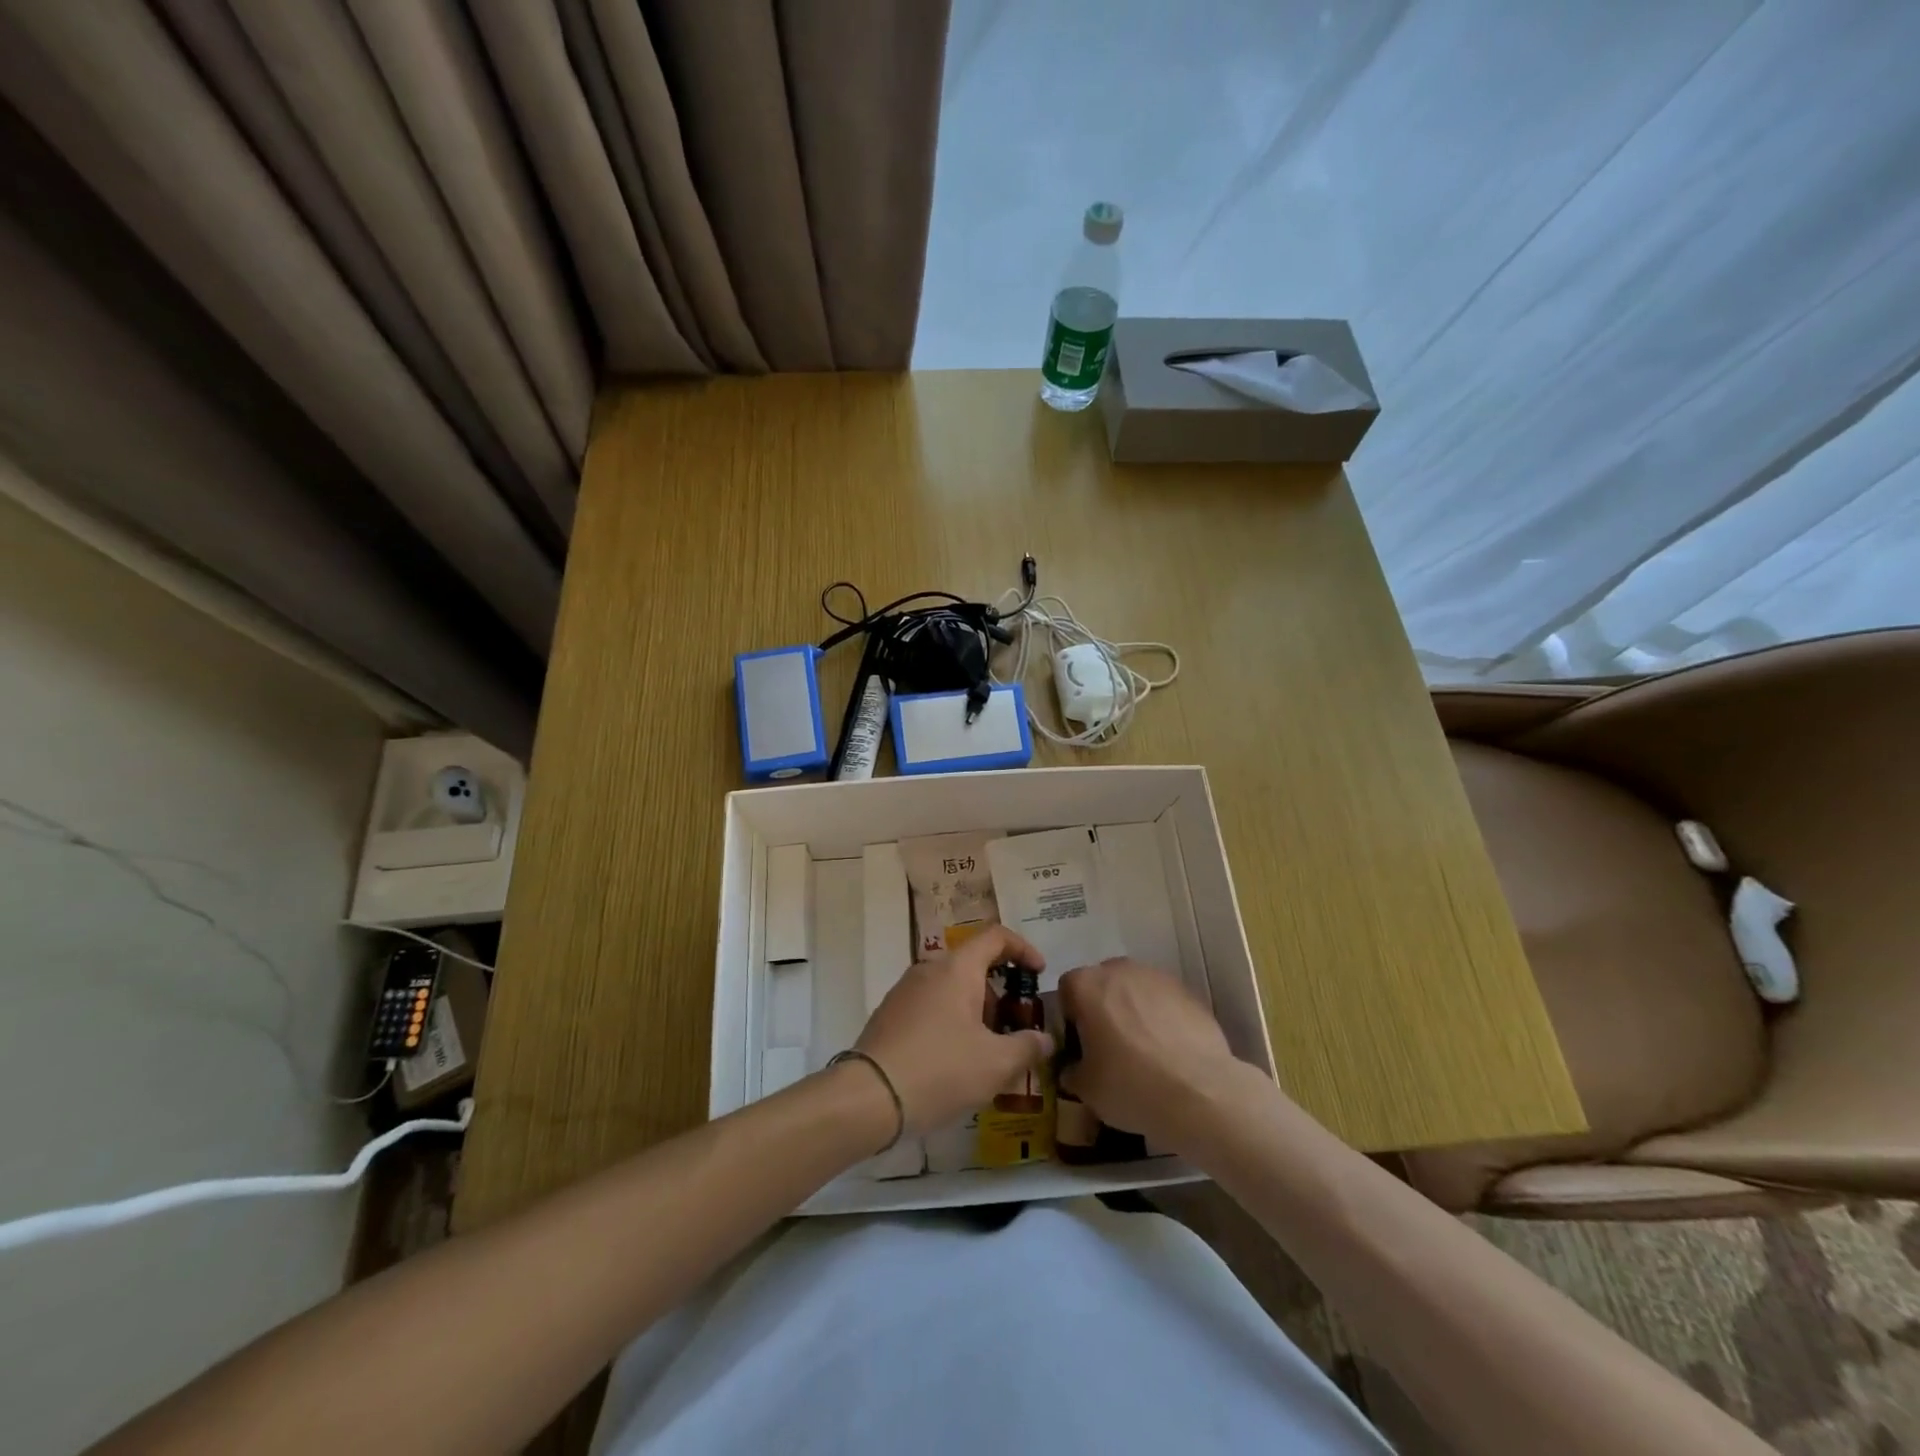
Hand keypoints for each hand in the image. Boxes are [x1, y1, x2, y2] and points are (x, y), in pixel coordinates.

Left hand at [854, 925, 1054, 1135]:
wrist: (868, 1096)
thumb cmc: (940, 1070)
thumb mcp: (996, 1063)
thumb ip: (1027, 1047)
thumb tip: (1045, 1039)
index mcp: (957, 968)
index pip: (996, 937)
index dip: (1023, 949)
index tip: (1039, 973)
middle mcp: (929, 969)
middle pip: (973, 965)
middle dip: (1001, 993)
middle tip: (1017, 1027)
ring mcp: (905, 991)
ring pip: (951, 988)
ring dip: (976, 1011)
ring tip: (990, 1052)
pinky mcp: (890, 1014)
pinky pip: (931, 1006)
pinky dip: (952, 1022)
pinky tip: (957, 1062)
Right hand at [1058, 957, 1244, 1153]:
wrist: (1201, 1093)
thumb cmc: (1132, 1086)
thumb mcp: (1087, 1090)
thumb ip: (1072, 1070)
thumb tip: (1074, 1068)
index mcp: (1087, 986)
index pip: (1067, 989)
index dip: (1070, 1016)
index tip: (1080, 1044)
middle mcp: (1119, 970)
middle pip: (1102, 983)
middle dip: (1102, 1007)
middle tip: (1110, 1046)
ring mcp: (1157, 977)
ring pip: (1135, 988)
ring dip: (1133, 1009)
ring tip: (1144, 1049)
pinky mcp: (1188, 991)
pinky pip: (1163, 1000)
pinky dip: (1162, 1017)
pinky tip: (1171, 1049)